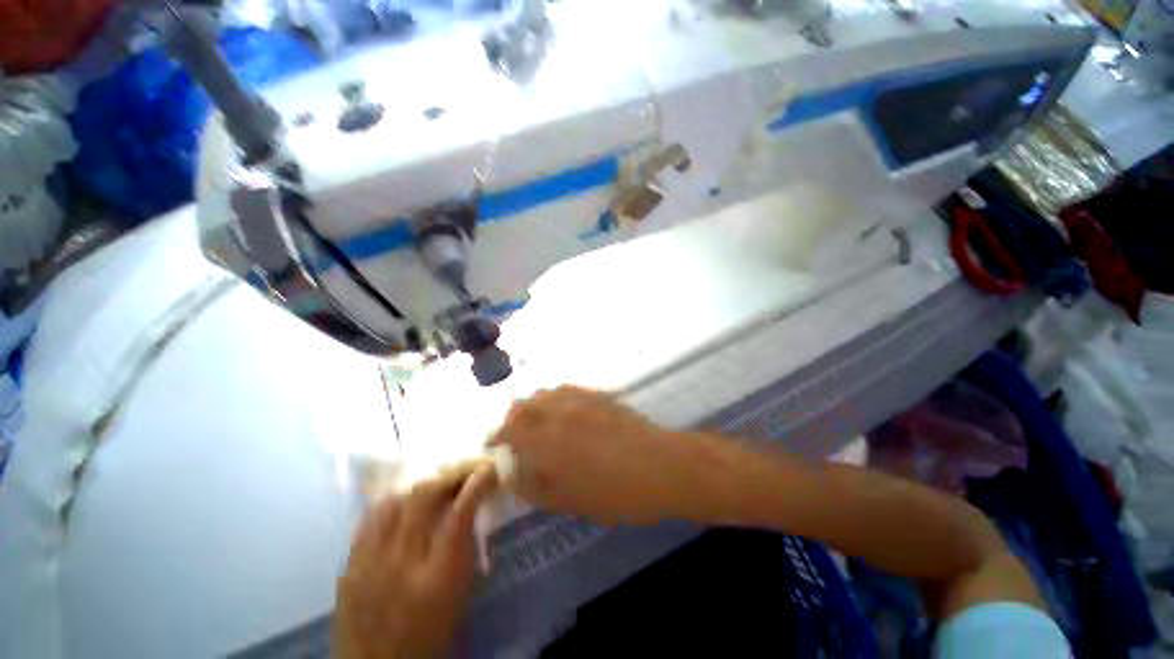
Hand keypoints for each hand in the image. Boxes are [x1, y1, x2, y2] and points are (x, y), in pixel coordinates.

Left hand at [334, 464, 497, 658]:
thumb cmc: (430, 632)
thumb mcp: (460, 593)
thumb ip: (466, 545)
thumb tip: (472, 503)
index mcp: (437, 578)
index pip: (459, 514)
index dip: (476, 483)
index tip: (488, 468)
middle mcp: (401, 564)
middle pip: (423, 498)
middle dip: (449, 475)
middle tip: (463, 471)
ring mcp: (368, 563)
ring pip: (394, 501)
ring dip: (420, 487)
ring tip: (435, 486)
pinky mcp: (348, 566)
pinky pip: (370, 519)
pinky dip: (392, 504)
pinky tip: (402, 505)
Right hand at [492, 386, 701, 523]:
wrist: (661, 465)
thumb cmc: (616, 492)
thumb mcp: (570, 501)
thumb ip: (536, 486)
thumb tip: (515, 475)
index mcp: (547, 440)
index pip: (509, 430)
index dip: (496, 436)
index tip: (493, 444)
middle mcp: (559, 412)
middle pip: (524, 405)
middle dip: (512, 417)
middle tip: (514, 433)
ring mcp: (580, 399)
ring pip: (545, 393)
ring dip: (533, 405)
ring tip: (537, 421)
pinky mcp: (598, 395)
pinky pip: (567, 389)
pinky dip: (555, 398)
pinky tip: (563, 411)